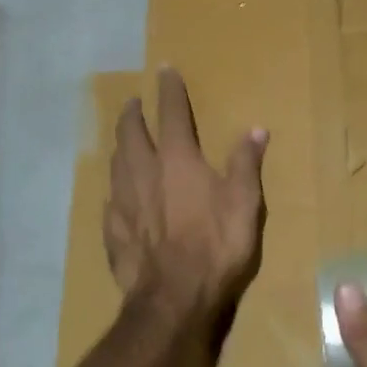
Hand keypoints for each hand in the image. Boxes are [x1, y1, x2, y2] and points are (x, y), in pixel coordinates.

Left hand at [106, 67, 266, 323]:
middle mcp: (144, 172)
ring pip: (115, 163)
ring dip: (120, 146)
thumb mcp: (244, 203)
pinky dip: (116, 191)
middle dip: (132, 113)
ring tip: (123, 142)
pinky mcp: (114, 231)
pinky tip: (118, 197)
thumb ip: (245, 164)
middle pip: (131, 133)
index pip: (172, 113)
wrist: (174, 297)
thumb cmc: (216, 245)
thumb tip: (255, 130)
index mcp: (178, 160)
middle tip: (133, 102)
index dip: (169, 90)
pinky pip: (111, 202)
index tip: (164, 70)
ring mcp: (124, 202)